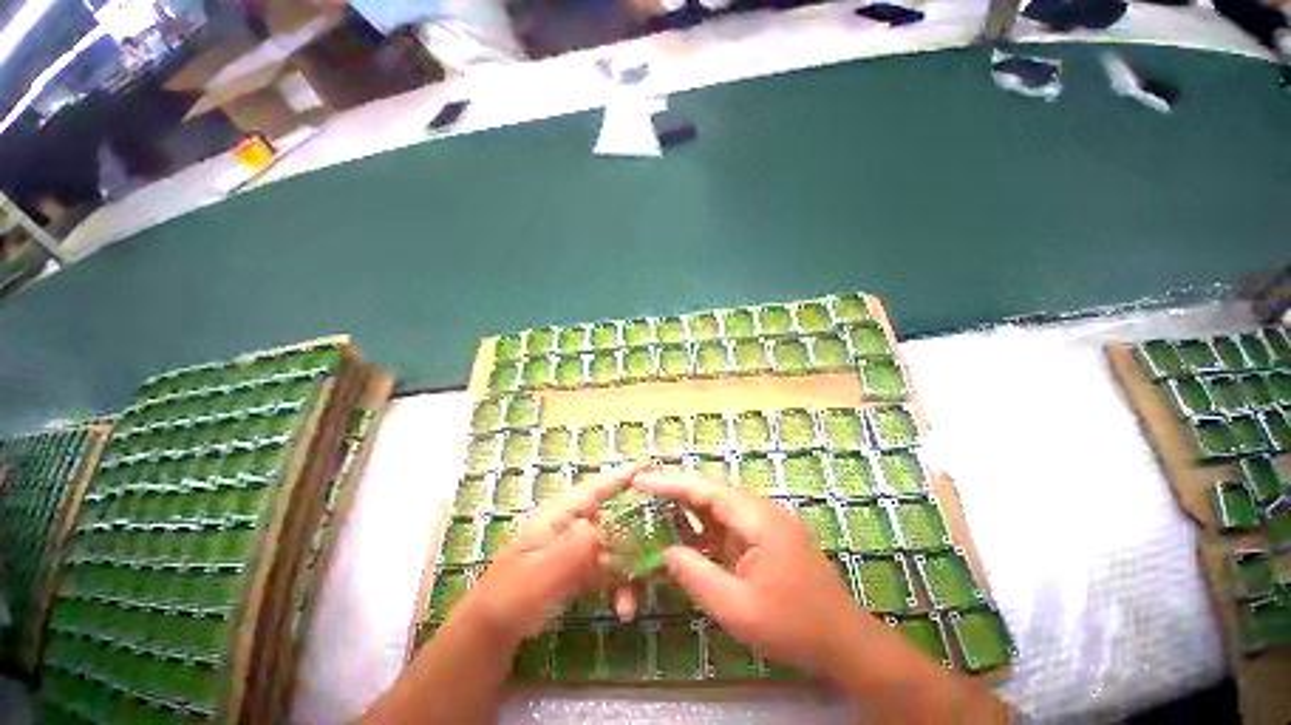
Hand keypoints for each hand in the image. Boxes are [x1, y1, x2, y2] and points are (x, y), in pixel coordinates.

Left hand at [455, 463, 646, 646]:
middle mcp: (571, 527)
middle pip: (612, 519)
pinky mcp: (579, 571)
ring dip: (629, 571)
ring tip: (632, 603)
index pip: (594, 489)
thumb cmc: (509, 598)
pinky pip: (608, 571)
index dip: (621, 476)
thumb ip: (570, 552)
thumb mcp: (537, 576)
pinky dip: (619, 587)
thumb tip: (601, 527)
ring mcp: (576, 550)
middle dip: (636, 535)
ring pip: (614, 548)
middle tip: (661, 548)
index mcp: (559, 517)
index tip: (649, 463)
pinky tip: (624, 609)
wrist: (491, 635)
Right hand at [633, 471, 861, 672]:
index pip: (706, 490)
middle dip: (676, 490)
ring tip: (655, 508)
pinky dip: (704, 526)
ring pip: (719, 505)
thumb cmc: (792, 626)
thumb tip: (666, 551)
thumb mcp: (736, 608)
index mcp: (758, 519)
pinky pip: (729, 523)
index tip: (641, 480)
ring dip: (689, 507)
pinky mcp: (766, 536)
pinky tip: (685, 534)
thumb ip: (696, 575)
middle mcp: (762, 510)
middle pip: (711, 491)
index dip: (671, 483)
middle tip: (642, 491)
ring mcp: (766, 522)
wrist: (844, 642)